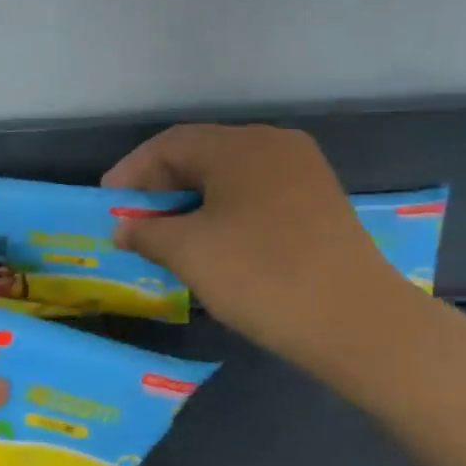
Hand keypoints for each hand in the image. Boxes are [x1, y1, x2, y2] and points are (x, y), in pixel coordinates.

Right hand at [102, 124, 405, 365]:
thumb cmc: (260, 275)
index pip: (171, 144)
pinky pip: (256, 195)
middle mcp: (274, 146)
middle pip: (202, 154)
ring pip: (230, 177)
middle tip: (133, 217)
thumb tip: (124, 228)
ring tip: (166, 232)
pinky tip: (212, 241)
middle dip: (161, 185)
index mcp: (241, 146)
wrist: (356, 322)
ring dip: (191, 200)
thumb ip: (146, 232)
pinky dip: (224, 211)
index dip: (132, 171)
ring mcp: (304, 174)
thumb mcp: (189, 252)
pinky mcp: (319, 204)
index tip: (108, 201)